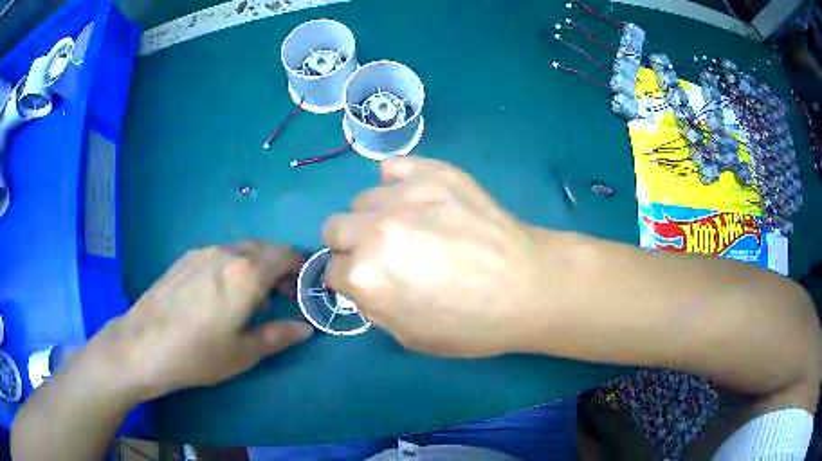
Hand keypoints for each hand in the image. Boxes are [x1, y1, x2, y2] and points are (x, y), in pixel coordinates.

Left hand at [91, 243, 312, 399]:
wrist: (143, 344)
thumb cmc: (198, 354)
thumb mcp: (243, 353)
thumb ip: (279, 336)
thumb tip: (306, 329)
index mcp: (246, 273)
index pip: (285, 254)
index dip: (300, 266)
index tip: (304, 287)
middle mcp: (226, 252)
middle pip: (264, 248)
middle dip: (280, 267)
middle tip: (282, 295)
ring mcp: (202, 252)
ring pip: (241, 250)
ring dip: (255, 267)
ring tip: (252, 299)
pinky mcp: (185, 259)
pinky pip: (219, 255)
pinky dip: (233, 266)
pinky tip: (221, 294)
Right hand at [322, 157, 547, 356]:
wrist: (528, 287)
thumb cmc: (472, 324)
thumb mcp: (410, 337)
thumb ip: (373, 307)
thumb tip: (362, 283)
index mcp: (366, 277)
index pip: (332, 271)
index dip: (350, 281)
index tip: (369, 282)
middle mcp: (374, 231)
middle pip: (335, 228)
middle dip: (352, 246)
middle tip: (384, 255)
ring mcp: (404, 195)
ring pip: (363, 200)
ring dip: (376, 216)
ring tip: (411, 227)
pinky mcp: (433, 174)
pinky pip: (394, 167)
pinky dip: (398, 182)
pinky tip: (418, 199)